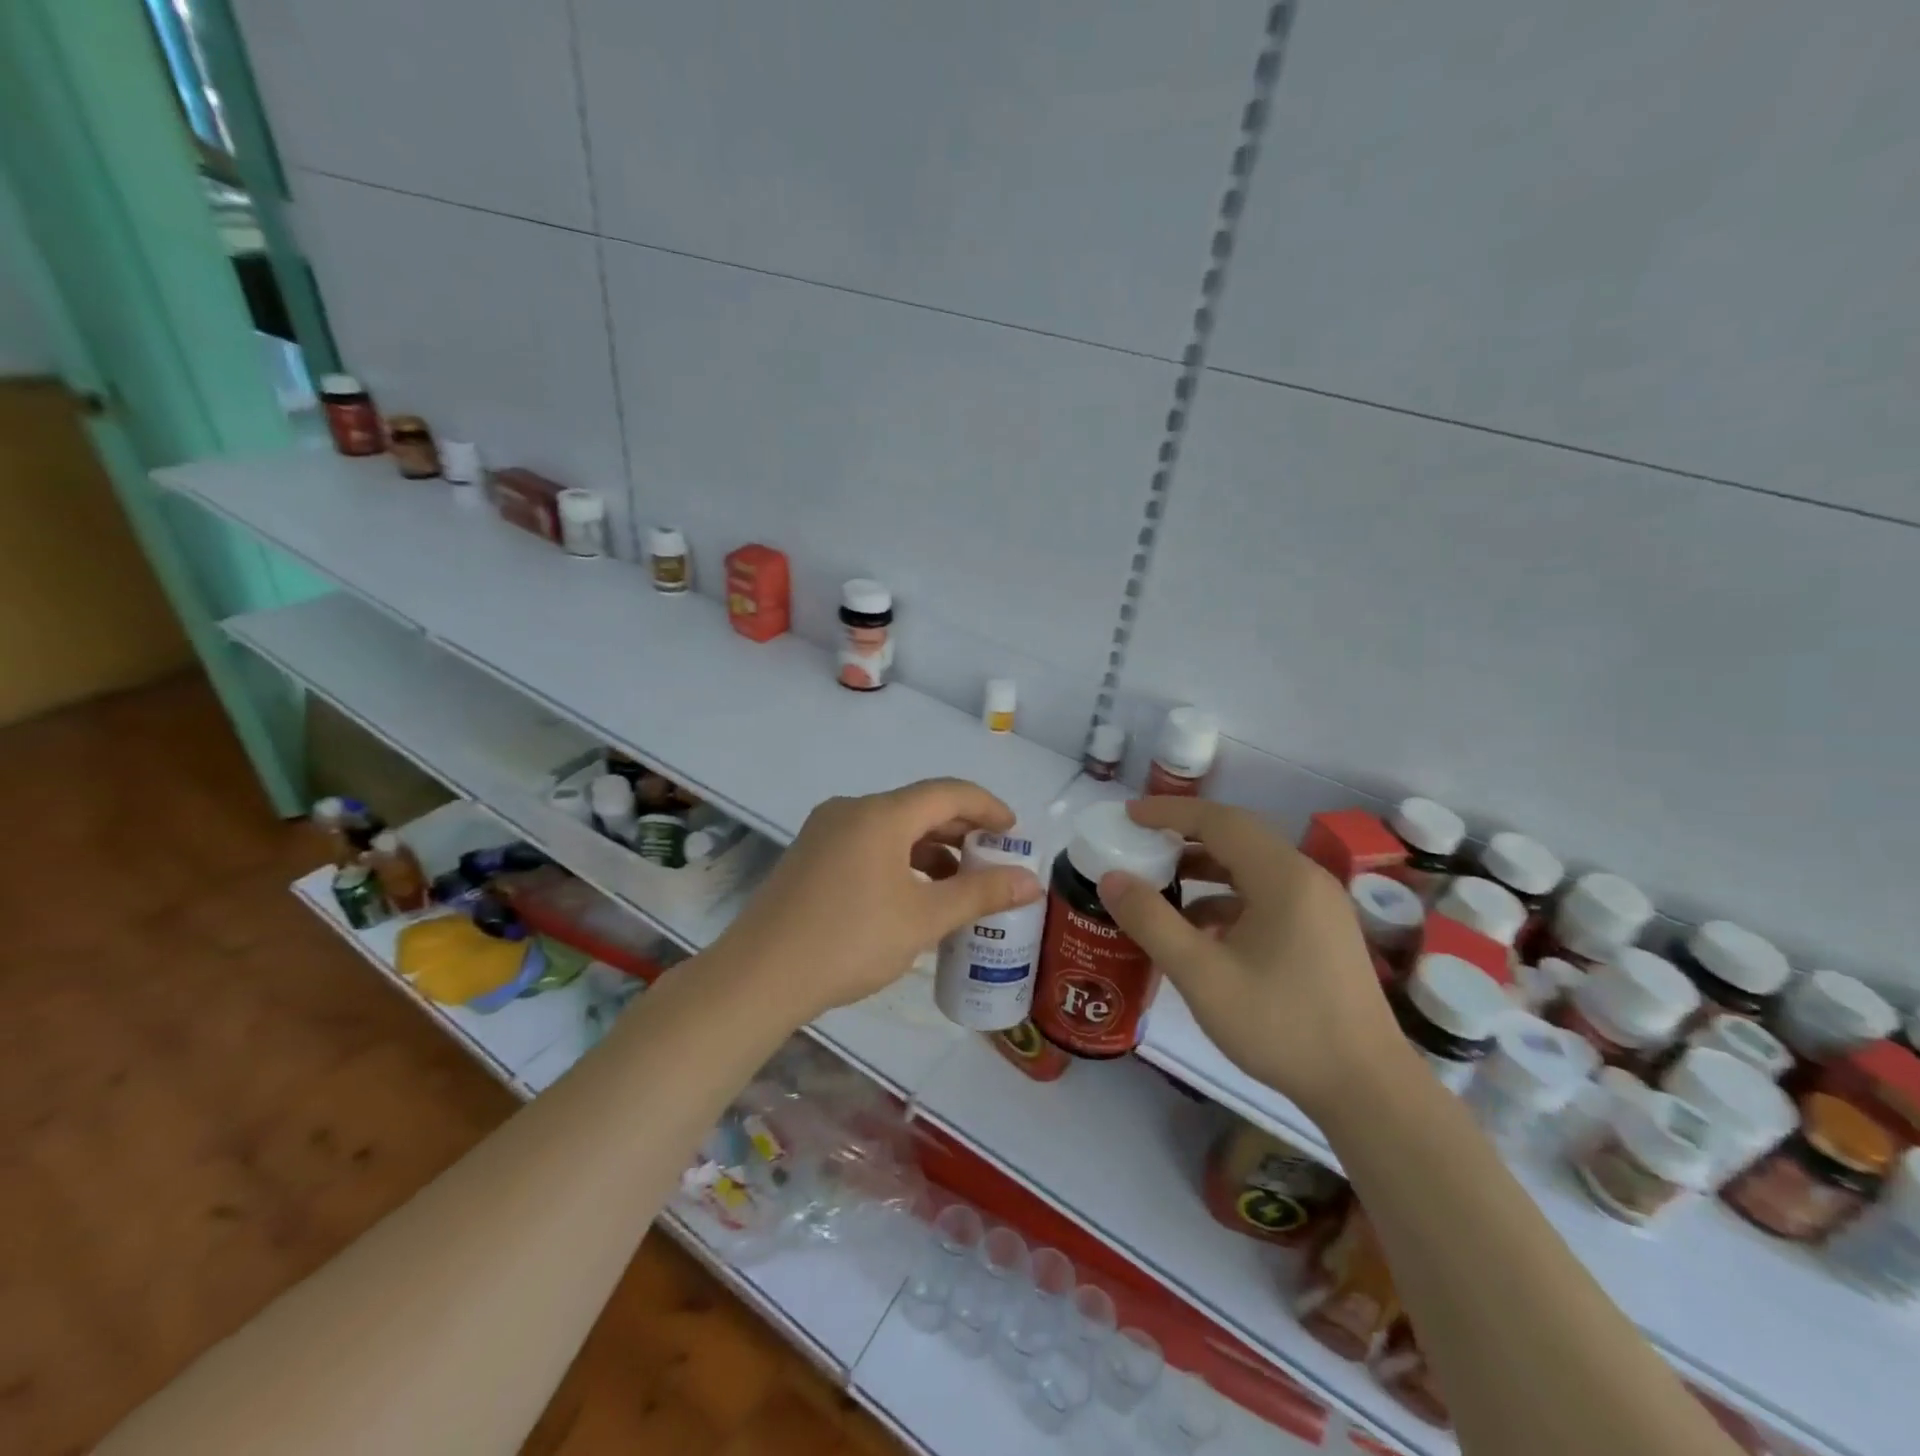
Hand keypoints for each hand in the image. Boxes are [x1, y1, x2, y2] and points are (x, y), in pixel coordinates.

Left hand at [713, 778, 1044, 1023]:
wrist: (759, 977)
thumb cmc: (849, 941)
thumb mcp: (923, 919)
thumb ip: (980, 894)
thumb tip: (1031, 880)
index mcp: (880, 814)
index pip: (948, 793)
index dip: (987, 807)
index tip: (1015, 832)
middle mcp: (851, 810)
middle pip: (919, 807)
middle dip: (961, 830)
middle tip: (994, 858)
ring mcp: (825, 832)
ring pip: (892, 827)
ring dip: (931, 848)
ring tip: (960, 881)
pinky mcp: (810, 856)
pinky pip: (869, 844)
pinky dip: (900, 859)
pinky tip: (914, 893)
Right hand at [1097, 798, 1410, 1117]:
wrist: (1366, 1090)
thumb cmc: (1281, 1025)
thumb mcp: (1202, 975)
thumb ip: (1151, 921)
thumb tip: (1112, 878)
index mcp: (1282, 876)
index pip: (1218, 820)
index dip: (1169, 812)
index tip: (1128, 815)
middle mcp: (1305, 878)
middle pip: (1237, 837)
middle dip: (1184, 836)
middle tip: (1140, 843)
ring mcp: (1319, 906)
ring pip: (1252, 868)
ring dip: (1206, 868)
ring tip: (1162, 884)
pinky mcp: (1322, 932)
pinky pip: (1266, 895)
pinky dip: (1228, 898)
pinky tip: (1201, 930)